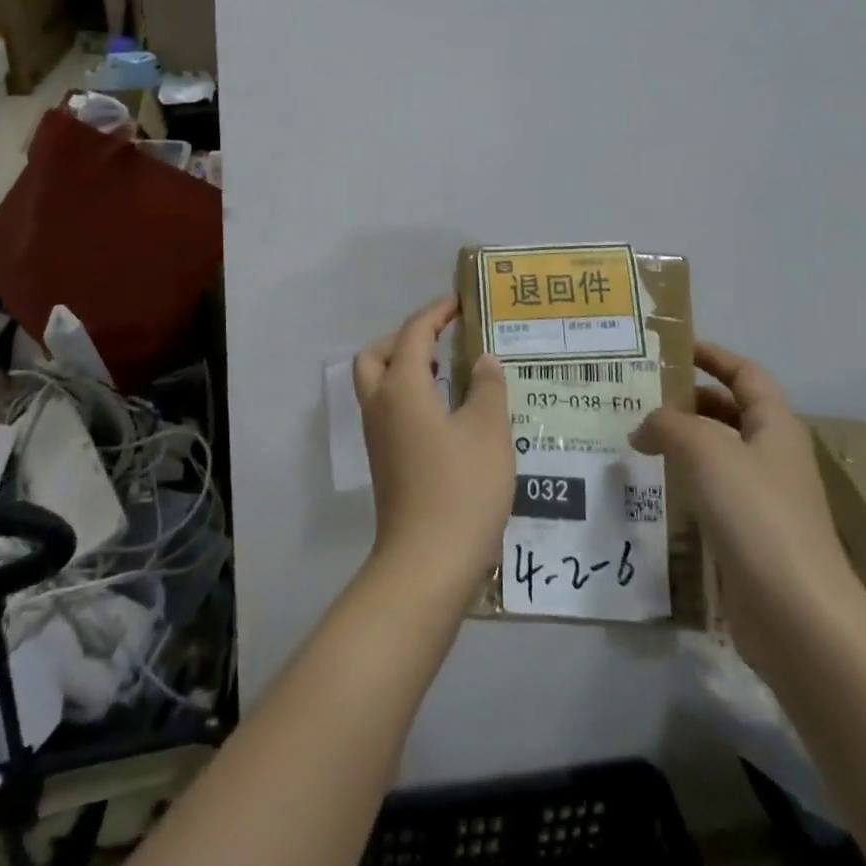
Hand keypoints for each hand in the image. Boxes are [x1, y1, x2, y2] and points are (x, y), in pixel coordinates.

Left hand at [354, 296, 513, 604]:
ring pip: (378, 384)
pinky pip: (389, 410)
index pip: (413, 334)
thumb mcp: (488, 431)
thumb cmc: (461, 488)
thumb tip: (483, 360)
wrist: (427, 563)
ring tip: (449, 373)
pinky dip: (409, 396)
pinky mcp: (384, 462)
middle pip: (377, 354)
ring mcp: (378, 436)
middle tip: (442, 340)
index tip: (461, 303)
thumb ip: (488, 388)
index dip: (436, 313)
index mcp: (402, 388)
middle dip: (406, 339)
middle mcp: (380, 405)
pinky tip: (447, 414)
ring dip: (404, 368)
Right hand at [631, 340, 864, 676]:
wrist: (797, 615)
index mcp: (775, 426)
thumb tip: (643, 428)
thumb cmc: (756, 514)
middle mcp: (773, 457)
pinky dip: (682, 483)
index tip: (672, 348)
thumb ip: (667, 424)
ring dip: (679, 444)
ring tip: (634, 440)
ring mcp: (763, 500)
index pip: (745, 374)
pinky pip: (710, 494)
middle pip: (729, 412)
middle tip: (637, 397)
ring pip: (716, 455)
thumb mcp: (704, 450)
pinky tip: (651, 489)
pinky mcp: (748, 538)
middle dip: (687, 401)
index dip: (712, 355)